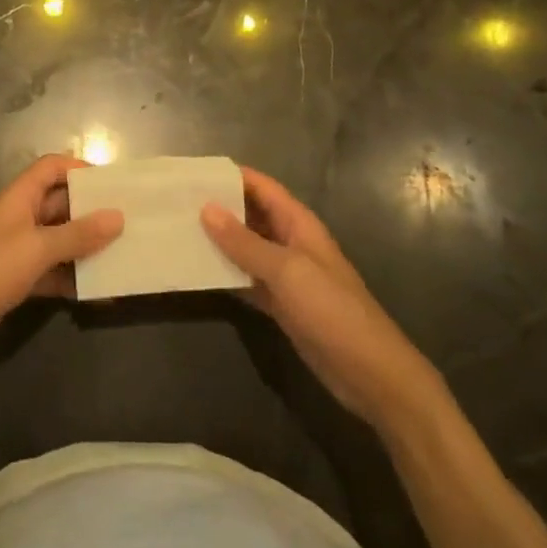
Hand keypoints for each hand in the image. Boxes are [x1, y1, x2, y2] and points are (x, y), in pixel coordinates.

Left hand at [0, 154, 122, 369]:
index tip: (113, 185)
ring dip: (87, 248)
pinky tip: (100, 292)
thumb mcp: (35, 249)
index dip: (79, 169)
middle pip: (61, 204)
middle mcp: (21, 218)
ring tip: (125, 256)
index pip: (52, 168)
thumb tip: (118, 216)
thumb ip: (77, 235)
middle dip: (92, 212)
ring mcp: (18, 251)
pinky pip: (53, 272)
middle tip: (131, 222)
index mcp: (20, 198)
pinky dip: (73, 279)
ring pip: (60, 241)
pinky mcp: (17, 281)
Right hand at [202, 168, 434, 424]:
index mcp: (298, 223)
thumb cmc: (332, 310)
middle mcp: (290, 241)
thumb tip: (206, 209)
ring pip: (245, 248)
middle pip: (250, 214)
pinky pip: (247, 279)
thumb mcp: (286, 271)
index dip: (229, 176)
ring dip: (218, 241)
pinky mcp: (281, 304)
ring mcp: (286, 274)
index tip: (192, 173)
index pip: (260, 186)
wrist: (371, 374)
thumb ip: (244, 242)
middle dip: (218, 207)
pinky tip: (197, 272)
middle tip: (175, 202)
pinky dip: (226, 274)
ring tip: (178, 231)